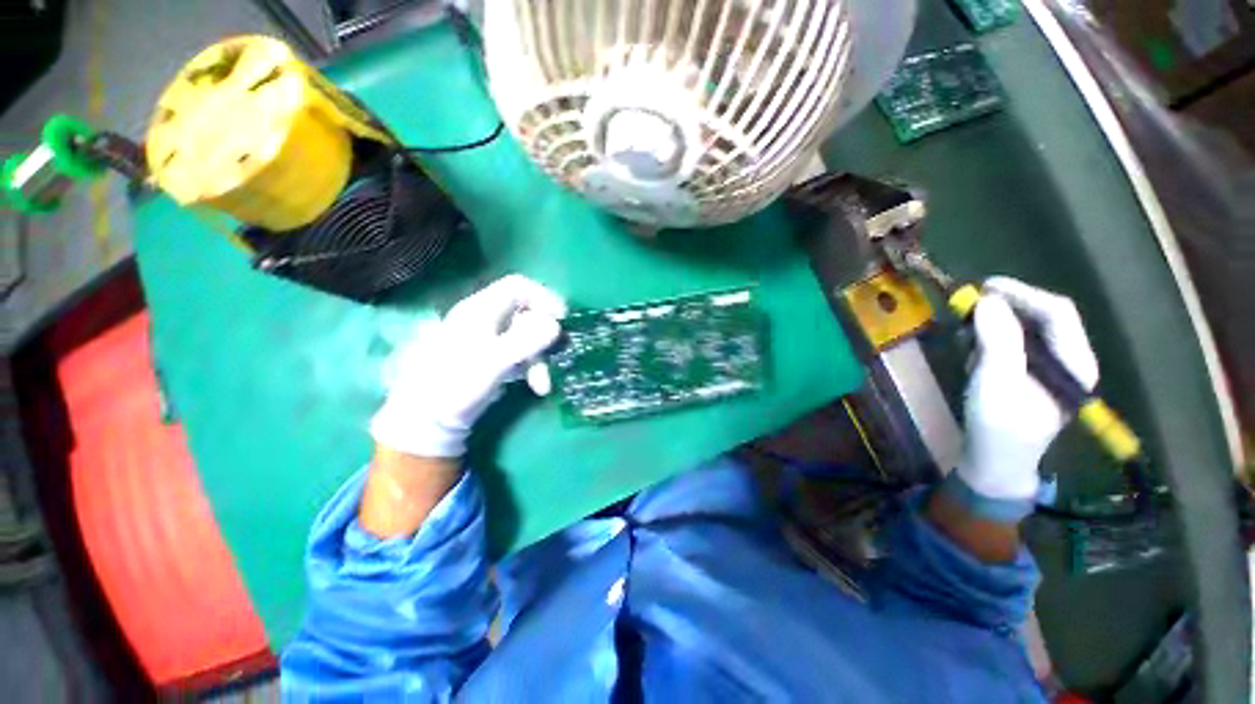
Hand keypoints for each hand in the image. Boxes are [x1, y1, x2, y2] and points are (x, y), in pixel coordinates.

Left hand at [370, 275, 566, 457]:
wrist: (427, 422)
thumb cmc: (454, 387)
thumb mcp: (492, 364)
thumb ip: (525, 342)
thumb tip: (556, 325)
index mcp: (480, 310)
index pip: (518, 286)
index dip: (543, 297)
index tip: (561, 320)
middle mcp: (486, 319)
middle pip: (527, 314)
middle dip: (544, 338)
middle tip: (554, 358)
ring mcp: (490, 340)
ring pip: (527, 337)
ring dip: (540, 359)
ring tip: (542, 386)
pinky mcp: (494, 359)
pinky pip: (522, 354)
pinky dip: (532, 368)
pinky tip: (535, 387)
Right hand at [956, 276, 1099, 505]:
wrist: (993, 462)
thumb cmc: (999, 426)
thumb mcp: (996, 382)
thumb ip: (997, 339)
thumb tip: (987, 300)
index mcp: (1074, 363)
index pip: (1057, 313)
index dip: (1022, 294)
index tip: (984, 286)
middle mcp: (1067, 360)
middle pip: (1040, 318)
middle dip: (1004, 310)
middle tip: (967, 309)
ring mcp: (1048, 368)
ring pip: (1023, 330)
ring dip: (992, 327)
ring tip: (966, 339)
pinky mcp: (1028, 375)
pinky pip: (1011, 345)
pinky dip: (988, 342)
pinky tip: (972, 355)